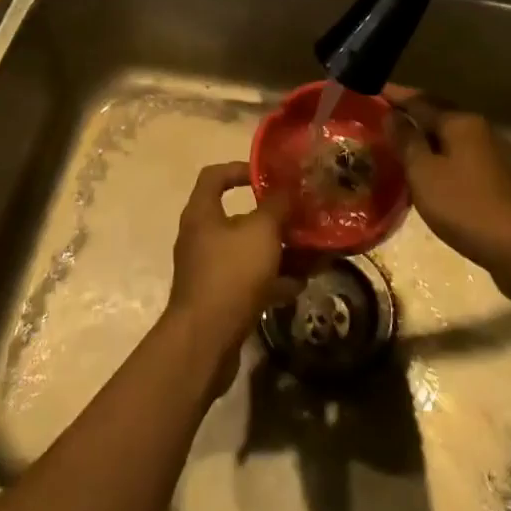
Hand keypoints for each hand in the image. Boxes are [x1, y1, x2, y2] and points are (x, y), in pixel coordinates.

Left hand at [165, 163, 301, 372]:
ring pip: (247, 251)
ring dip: (277, 251)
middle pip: (238, 216)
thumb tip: (286, 189)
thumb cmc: (230, 274)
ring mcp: (208, 269)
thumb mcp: (261, 232)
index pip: (215, 176)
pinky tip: (299, 285)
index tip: (270, 176)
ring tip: (310, 253)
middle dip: (272, 218)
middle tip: (301, 219)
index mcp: (202, 212)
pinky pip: (248, 280)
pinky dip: (272, 280)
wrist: (205, 341)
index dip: (241, 169)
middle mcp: (201, 236)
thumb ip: (276, 207)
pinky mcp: (218, 298)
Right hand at [386, 86, 510, 276]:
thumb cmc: (464, 205)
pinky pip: (452, 152)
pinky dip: (432, 151)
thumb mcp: (423, 172)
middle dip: (406, 111)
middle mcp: (473, 127)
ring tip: (391, 137)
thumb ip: (405, 140)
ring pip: (443, 133)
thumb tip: (391, 114)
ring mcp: (484, 151)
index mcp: (457, 121)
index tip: (367, 91)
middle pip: (434, 112)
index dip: (392, 95)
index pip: (417, 99)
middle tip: (377, 113)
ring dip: (419, 132)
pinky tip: (418, 165)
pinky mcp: (487, 174)